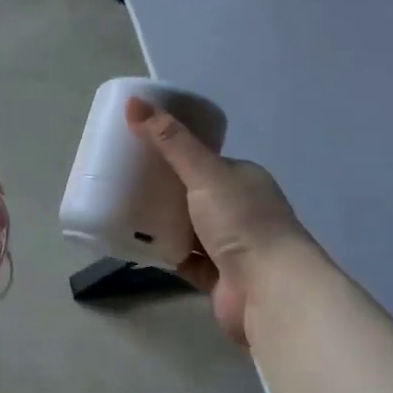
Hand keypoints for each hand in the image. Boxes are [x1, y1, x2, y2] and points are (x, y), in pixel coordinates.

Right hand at [126, 98, 313, 345]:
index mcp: (244, 179)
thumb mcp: (205, 173)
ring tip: (122, 212)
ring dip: (162, 224)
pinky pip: (185, 260)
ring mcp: (231, 246)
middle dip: (163, 191)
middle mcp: (241, 210)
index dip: (174, 155)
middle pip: (194, 196)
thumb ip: (170, 141)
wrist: (270, 290)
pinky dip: (165, 254)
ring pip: (188, 230)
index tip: (138, 152)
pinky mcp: (218, 278)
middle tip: (123, 183)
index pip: (205, 162)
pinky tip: (137, 247)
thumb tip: (133, 101)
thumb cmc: (242, 223)